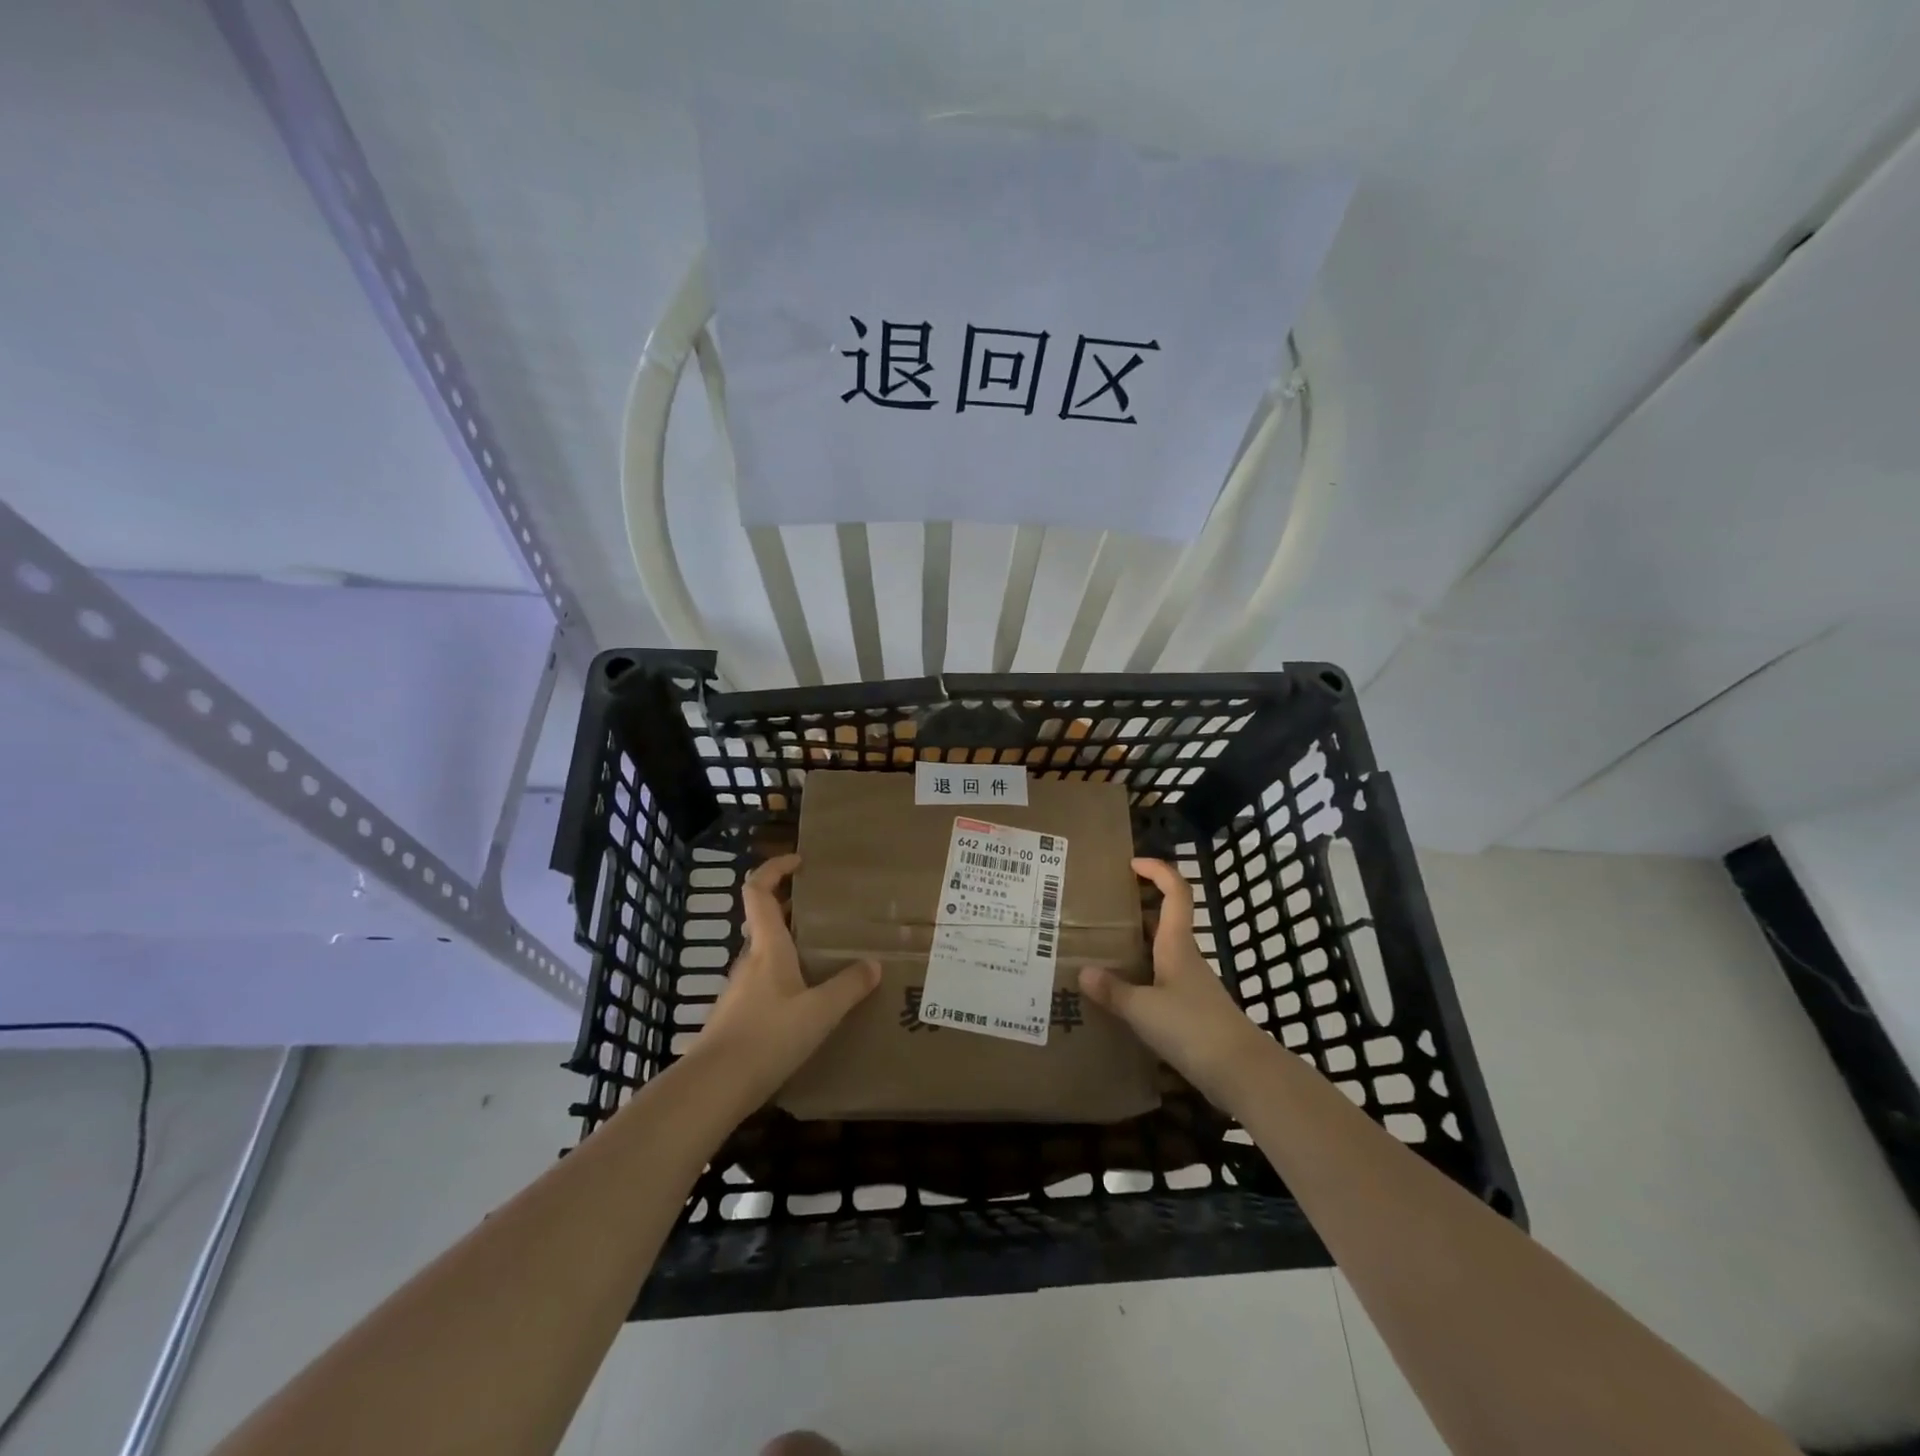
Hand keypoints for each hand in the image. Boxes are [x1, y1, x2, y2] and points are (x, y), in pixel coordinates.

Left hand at [692, 854, 880, 1107]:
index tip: (800, 862)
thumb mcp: (820, 1012)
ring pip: (765, 952)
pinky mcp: (738, 1015)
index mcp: (767, 947)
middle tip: (825, 910)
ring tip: (824, 954)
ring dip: (790, 943)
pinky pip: (764, 981)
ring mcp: (740, 989)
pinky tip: (807, 999)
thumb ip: (848, 987)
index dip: (775, 868)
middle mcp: (750, 960)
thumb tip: (874, 964)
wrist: (714, 1088)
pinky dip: (785, 975)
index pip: (758, 890)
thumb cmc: (768, 1037)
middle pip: (764, 920)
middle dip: (791, 907)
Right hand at [1079, 857, 1274, 1112]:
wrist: (1242, 1073)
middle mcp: (1185, 958)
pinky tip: (1118, 993)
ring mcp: (1190, 985)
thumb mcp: (1144, 1009)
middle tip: (1101, 908)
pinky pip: (1160, 981)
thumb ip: (1113, 991)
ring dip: (1136, 944)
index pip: (1176, 892)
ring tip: (1099, 948)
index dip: (1158, 870)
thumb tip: (1082, 972)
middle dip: (1137, 908)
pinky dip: (1139, 977)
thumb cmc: (1193, 1028)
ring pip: (1161, 952)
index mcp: (1177, 945)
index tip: (1132, 863)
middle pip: (1165, 920)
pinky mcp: (1191, 1011)